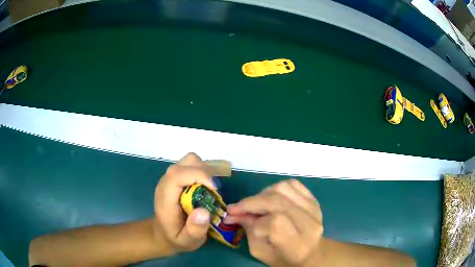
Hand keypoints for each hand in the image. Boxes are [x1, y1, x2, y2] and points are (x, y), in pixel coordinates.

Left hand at [154, 153, 230, 252]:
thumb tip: (203, 211)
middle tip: (214, 191)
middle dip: (204, 172)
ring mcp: (169, 179)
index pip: (177, 175)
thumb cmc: (176, 238)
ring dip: (203, 170)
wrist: (162, 234)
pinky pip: (190, 166)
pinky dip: (201, 171)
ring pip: (188, 161)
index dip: (198, 175)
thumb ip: (194, 230)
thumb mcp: (187, 241)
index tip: (214, 188)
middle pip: (185, 163)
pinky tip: (205, 187)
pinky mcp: (175, 179)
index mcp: (166, 198)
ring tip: (210, 188)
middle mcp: (166, 184)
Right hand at [225, 179, 323, 266]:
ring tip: (255, 204)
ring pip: (283, 188)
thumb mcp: (261, 252)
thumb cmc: (284, 258)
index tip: (235, 219)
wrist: (311, 252)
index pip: (274, 223)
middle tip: (236, 208)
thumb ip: (249, 232)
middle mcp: (308, 223)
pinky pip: (292, 184)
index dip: (252, 220)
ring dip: (262, 193)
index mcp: (297, 243)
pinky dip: (276, 187)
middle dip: (251, 202)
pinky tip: (270, 197)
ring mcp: (313, 208)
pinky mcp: (313, 199)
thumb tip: (235, 214)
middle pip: (277, 201)